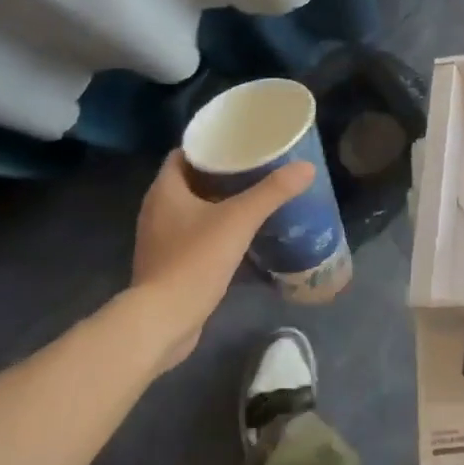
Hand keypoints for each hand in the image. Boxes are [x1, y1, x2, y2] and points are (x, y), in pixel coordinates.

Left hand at [130, 152, 313, 369]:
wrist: (163, 321)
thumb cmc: (195, 260)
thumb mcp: (238, 220)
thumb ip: (272, 193)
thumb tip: (307, 168)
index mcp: (164, 190)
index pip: (184, 154)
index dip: (210, 146)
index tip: (239, 143)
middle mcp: (156, 210)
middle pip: (190, 181)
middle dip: (221, 175)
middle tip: (255, 169)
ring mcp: (160, 239)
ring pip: (192, 210)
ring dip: (218, 204)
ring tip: (253, 199)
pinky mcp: (168, 264)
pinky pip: (193, 236)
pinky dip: (215, 231)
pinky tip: (241, 236)